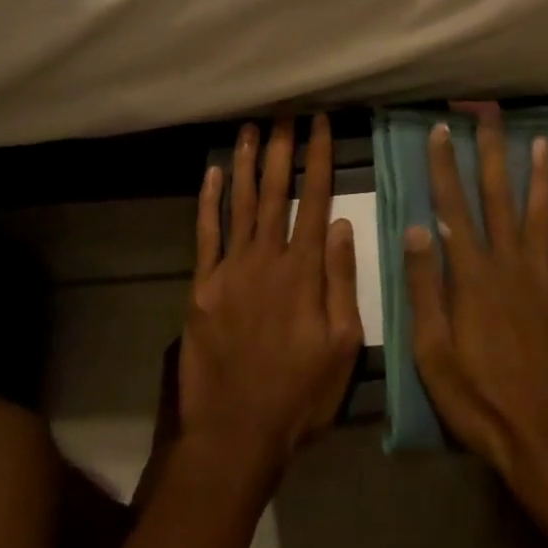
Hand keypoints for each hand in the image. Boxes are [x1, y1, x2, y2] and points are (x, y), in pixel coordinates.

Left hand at [178, 116, 362, 494]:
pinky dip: (208, 201)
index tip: (320, 124)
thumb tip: (344, 225)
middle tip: (283, 112)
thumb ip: (342, 281)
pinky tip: (211, 173)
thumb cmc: (299, 394)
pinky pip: (205, 235)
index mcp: (304, 270)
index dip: (319, 157)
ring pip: (239, 203)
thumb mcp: (343, 346)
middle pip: (275, 190)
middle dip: (281, 147)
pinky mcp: (202, 287)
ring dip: (245, 162)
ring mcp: (230, 270)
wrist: (235, 436)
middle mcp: (267, 258)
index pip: (315, 199)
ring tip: (250, 128)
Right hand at [403, 105, 547, 504]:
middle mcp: (510, 263)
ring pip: (540, 213)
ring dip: (539, 174)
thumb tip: (416, 228)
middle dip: (493, 151)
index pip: (453, 206)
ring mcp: (543, 277)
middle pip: (499, 196)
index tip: (441, 128)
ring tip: (541, 141)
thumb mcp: (433, 354)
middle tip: (492, 113)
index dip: (445, 164)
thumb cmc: (482, 401)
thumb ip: (426, 288)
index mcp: (472, 275)